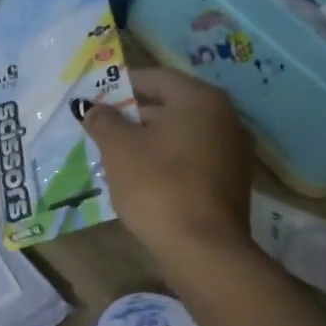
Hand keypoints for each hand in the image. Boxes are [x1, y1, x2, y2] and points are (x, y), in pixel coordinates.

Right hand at [81, 67, 255, 260]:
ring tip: (115, 153)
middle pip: (171, 106)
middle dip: (134, 115)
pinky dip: (166, 160)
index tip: (97, 95)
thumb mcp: (119, 148)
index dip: (123, 84)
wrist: (203, 248)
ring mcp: (232, 151)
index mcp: (200, 100)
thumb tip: (93, 108)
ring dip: (149, 140)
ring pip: (180, 135)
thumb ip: (103, 120)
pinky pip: (191, 159)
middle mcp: (224, 118)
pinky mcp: (230, 181)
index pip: (157, 77)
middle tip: (101, 126)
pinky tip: (141, 177)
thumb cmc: (158, 184)